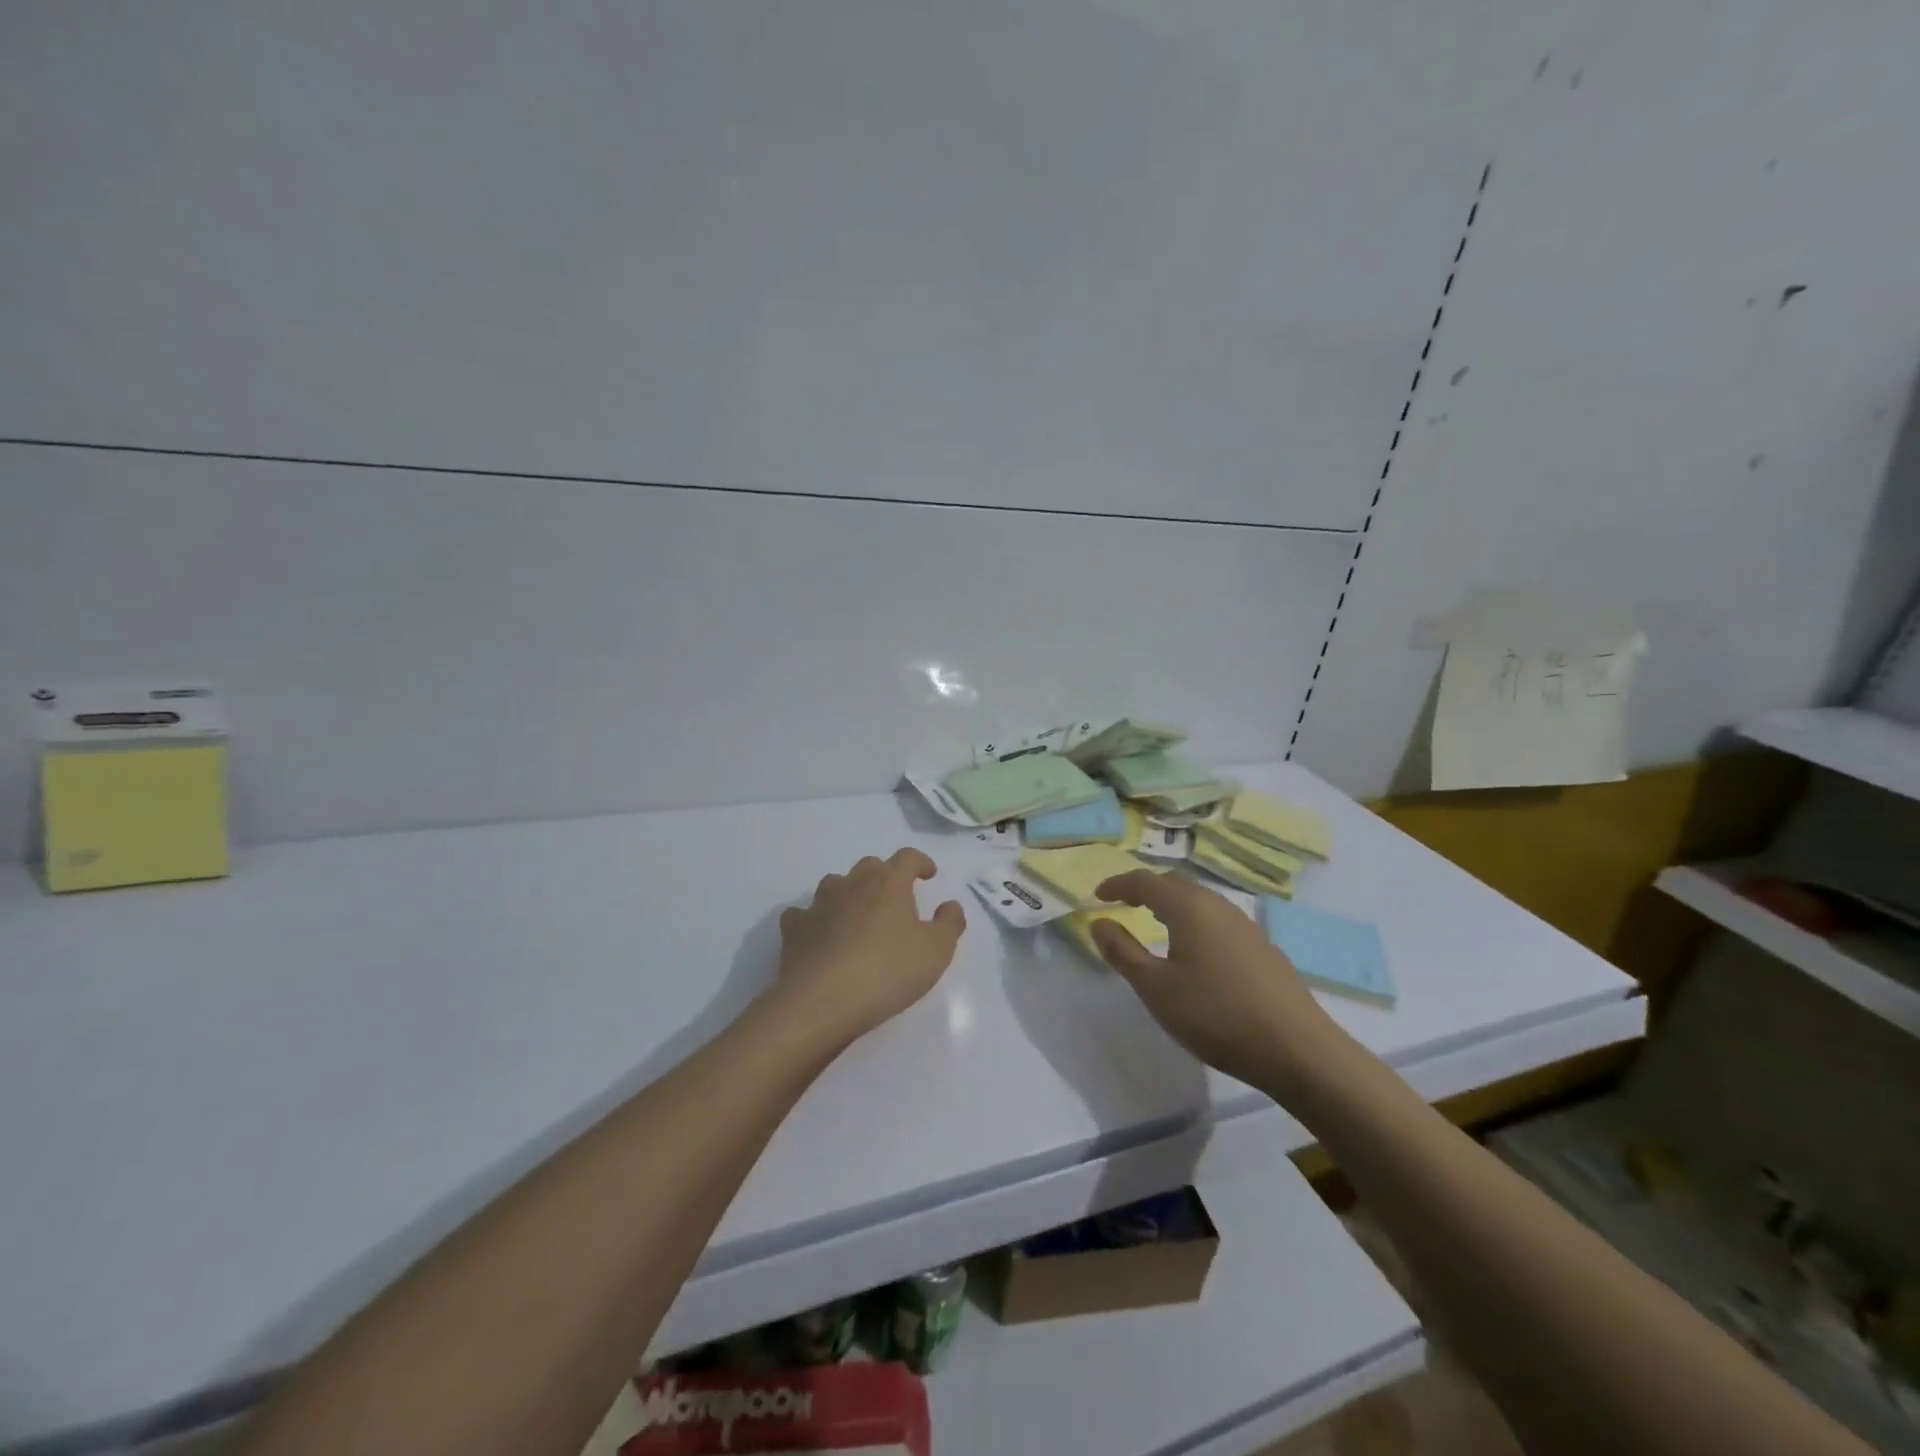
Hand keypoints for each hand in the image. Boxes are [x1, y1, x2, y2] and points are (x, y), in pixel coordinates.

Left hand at [775, 848, 965, 1047]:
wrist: (822, 1001)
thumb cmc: (888, 971)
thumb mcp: (936, 952)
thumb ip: (949, 924)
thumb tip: (950, 905)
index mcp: (889, 883)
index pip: (907, 858)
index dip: (920, 862)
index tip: (928, 874)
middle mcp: (852, 884)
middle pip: (870, 866)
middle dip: (884, 876)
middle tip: (895, 898)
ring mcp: (819, 904)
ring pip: (835, 884)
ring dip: (848, 893)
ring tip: (857, 915)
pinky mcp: (794, 929)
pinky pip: (803, 914)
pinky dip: (813, 920)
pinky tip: (819, 935)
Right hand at [1092, 870, 1353, 1099]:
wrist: (1298, 1049)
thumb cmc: (1215, 1015)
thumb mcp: (1156, 988)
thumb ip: (1122, 952)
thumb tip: (1099, 922)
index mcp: (1189, 907)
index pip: (1145, 881)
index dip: (1118, 884)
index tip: (1097, 896)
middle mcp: (1218, 906)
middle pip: (1176, 883)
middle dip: (1146, 889)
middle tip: (1124, 904)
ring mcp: (1246, 925)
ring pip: (1201, 901)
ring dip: (1172, 905)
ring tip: (1155, 925)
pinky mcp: (1263, 948)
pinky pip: (1218, 920)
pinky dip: (1195, 922)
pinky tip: (1195, 951)